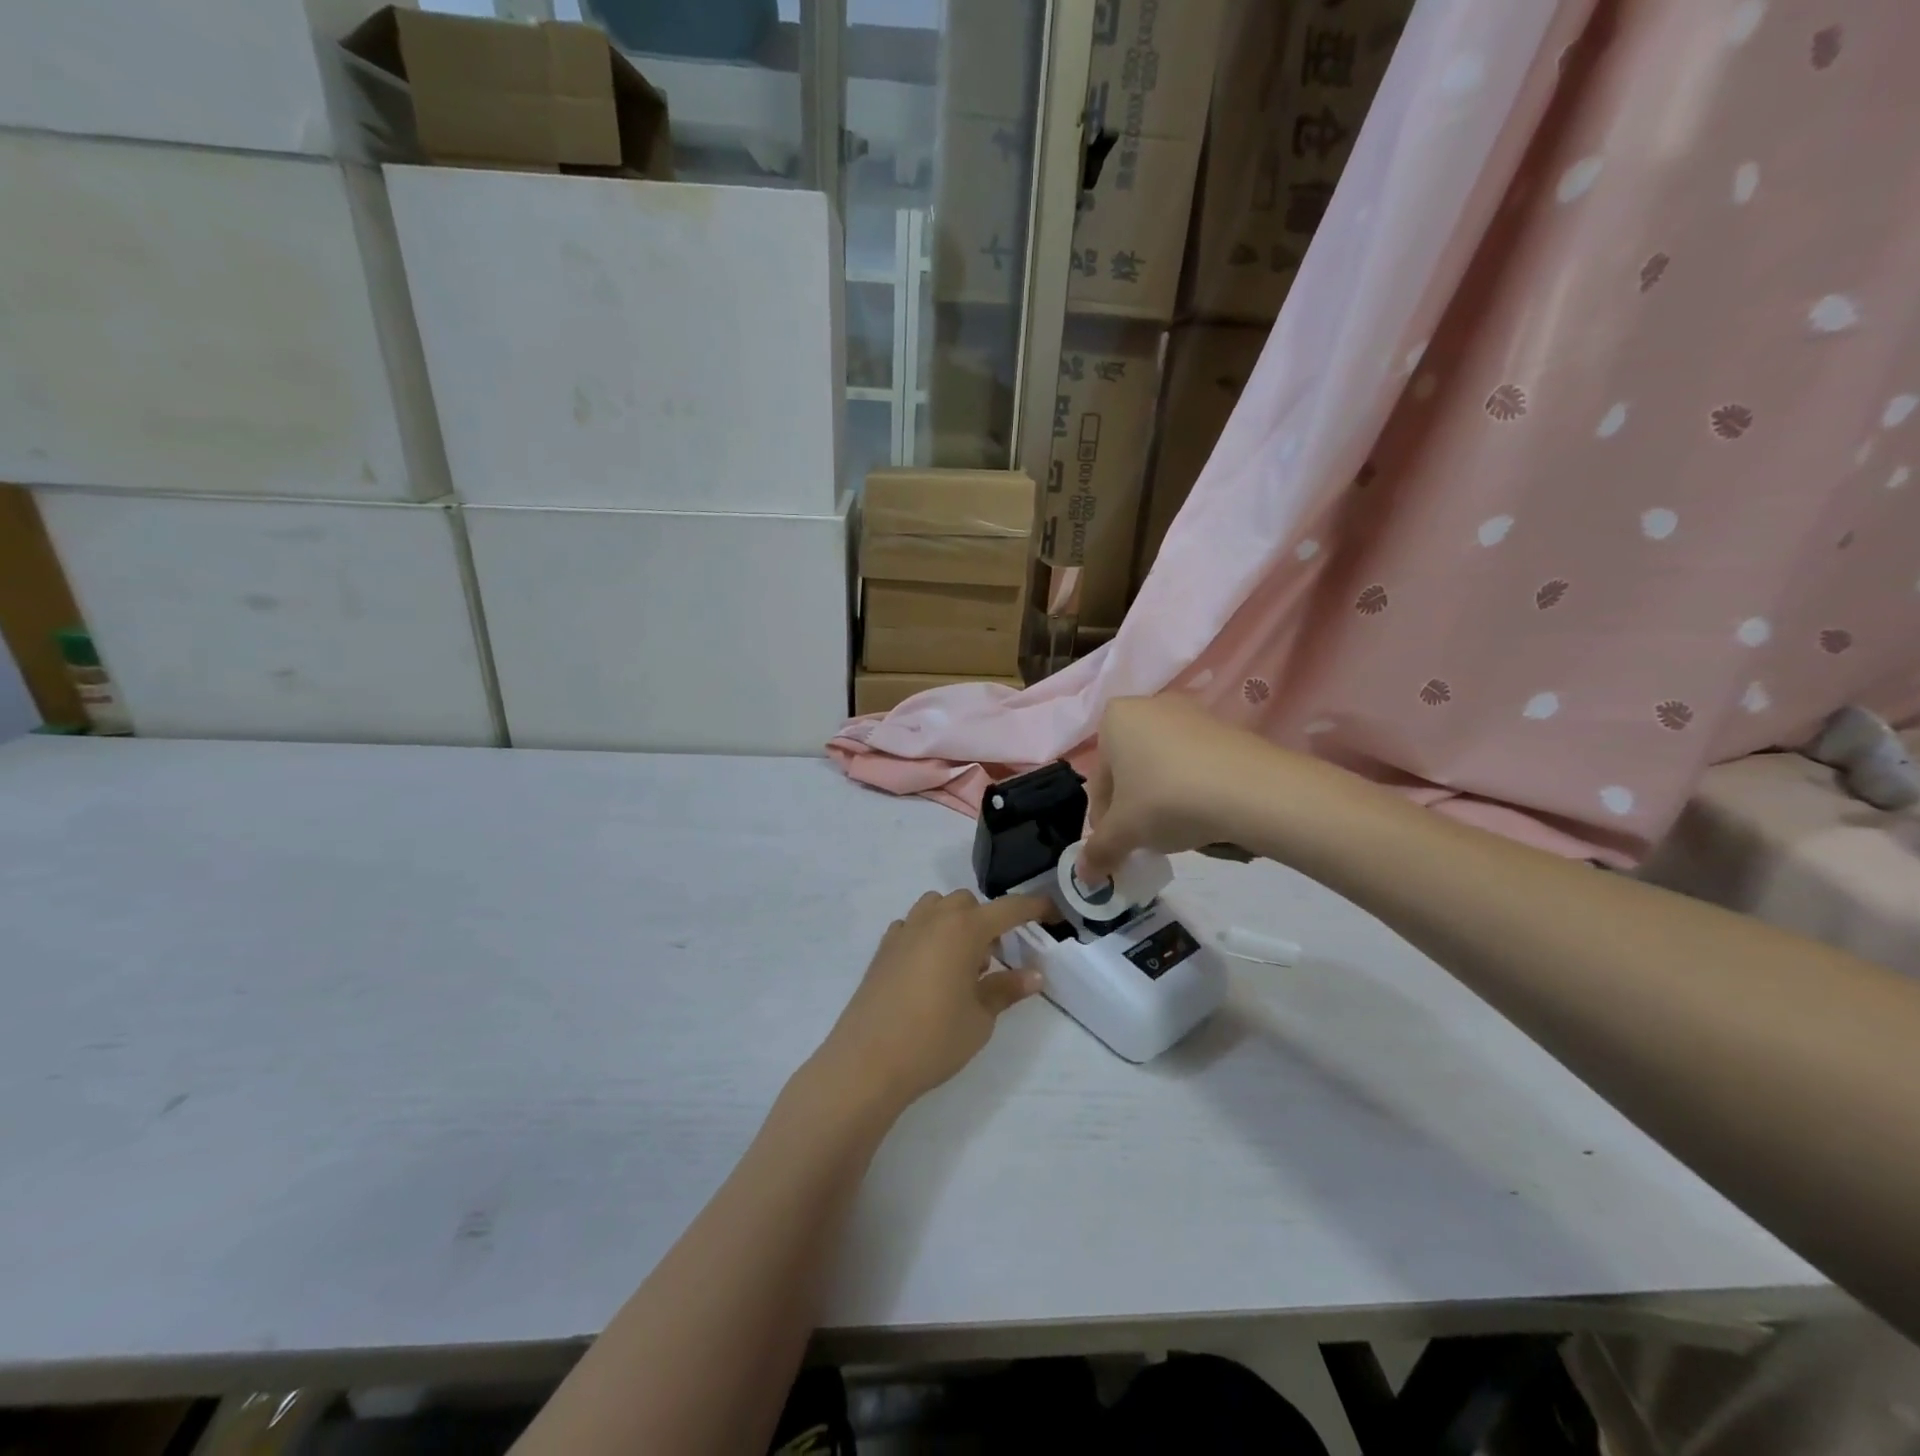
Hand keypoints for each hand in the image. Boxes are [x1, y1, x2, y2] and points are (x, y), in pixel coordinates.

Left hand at [819, 891, 1052, 1110]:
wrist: (867, 1061)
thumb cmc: (933, 1039)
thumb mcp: (980, 1018)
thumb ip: (1006, 990)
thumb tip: (1034, 975)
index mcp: (964, 929)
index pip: (1008, 909)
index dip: (1034, 907)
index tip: (1053, 913)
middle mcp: (933, 919)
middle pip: (968, 903)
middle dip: (987, 921)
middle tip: (996, 959)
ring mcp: (904, 931)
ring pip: (937, 907)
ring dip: (955, 923)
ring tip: (961, 964)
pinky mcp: (883, 949)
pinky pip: (913, 926)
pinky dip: (928, 935)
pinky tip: (930, 969)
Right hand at [1080, 695, 1272, 882]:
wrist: (1250, 789)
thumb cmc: (1167, 799)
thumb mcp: (1125, 832)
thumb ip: (1099, 851)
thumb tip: (1083, 876)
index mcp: (1115, 719)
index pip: (1098, 781)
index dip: (1103, 821)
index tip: (1116, 848)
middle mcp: (1149, 706)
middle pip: (1129, 771)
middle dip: (1133, 808)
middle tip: (1144, 841)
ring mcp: (1191, 713)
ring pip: (1162, 768)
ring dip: (1161, 800)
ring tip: (1176, 831)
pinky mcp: (1225, 728)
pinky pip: (1194, 765)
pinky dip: (1191, 790)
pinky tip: (1203, 815)